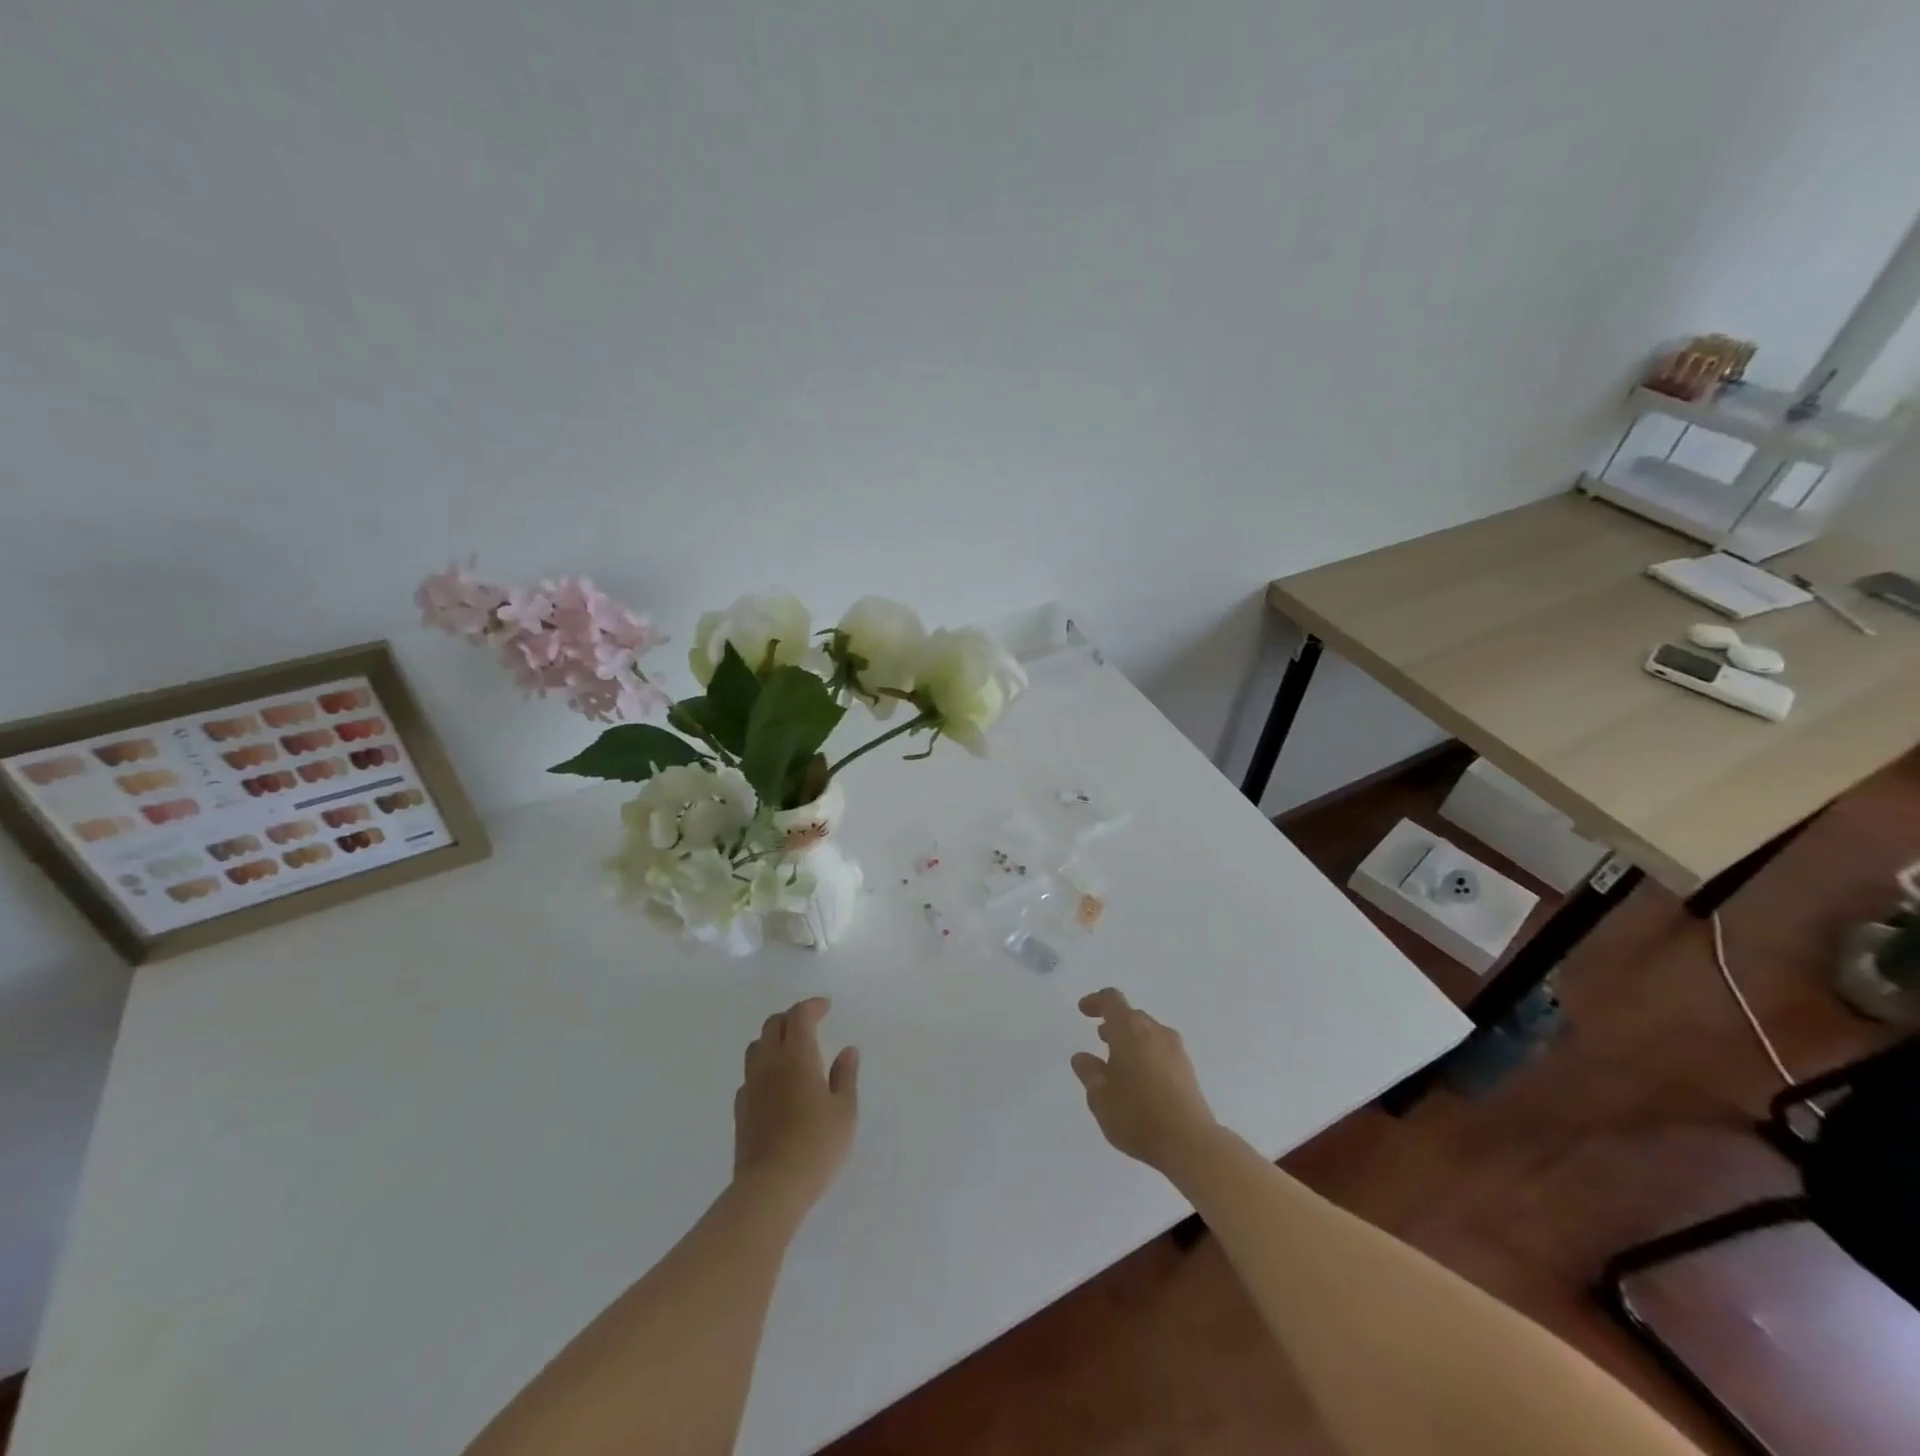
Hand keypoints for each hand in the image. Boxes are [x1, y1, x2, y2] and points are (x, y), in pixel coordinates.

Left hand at [733, 997, 859, 1213]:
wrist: (770, 1188)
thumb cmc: (816, 1145)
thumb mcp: (845, 1111)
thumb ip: (846, 1076)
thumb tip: (847, 1050)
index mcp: (797, 1056)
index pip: (799, 1016)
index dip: (812, 1006)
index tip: (826, 1007)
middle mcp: (769, 1063)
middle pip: (773, 1025)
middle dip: (791, 1018)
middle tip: (810, 1024)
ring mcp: (751, 1086)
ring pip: (756, 1047)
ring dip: (773, 1039)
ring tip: (791, 1050)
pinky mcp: (740, 1109)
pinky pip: (751, 1074)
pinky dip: (764, 1067)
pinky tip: (777, 1084)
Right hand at [1072, 988, 1217, 1173]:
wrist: (1190, 1143)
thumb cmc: (1136, 1115)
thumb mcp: (1100, 1097)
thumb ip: (1089, 1073)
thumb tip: (1082, 1058)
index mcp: (1129, 1029)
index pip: (1112, 1000)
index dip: (1096, 1001)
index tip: (1084, 1010)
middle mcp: (1155, 1031)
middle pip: (1132, 1016)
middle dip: (1114, 1024)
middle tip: (1100, 1039)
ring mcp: (1176, 1050)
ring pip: (1149, 1034)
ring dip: (1131, 1041)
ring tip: (1118, 1062)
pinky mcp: (1188, 1070)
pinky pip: (1162, 1051)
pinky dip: (1147, 1056)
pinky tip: (1140, 1081)